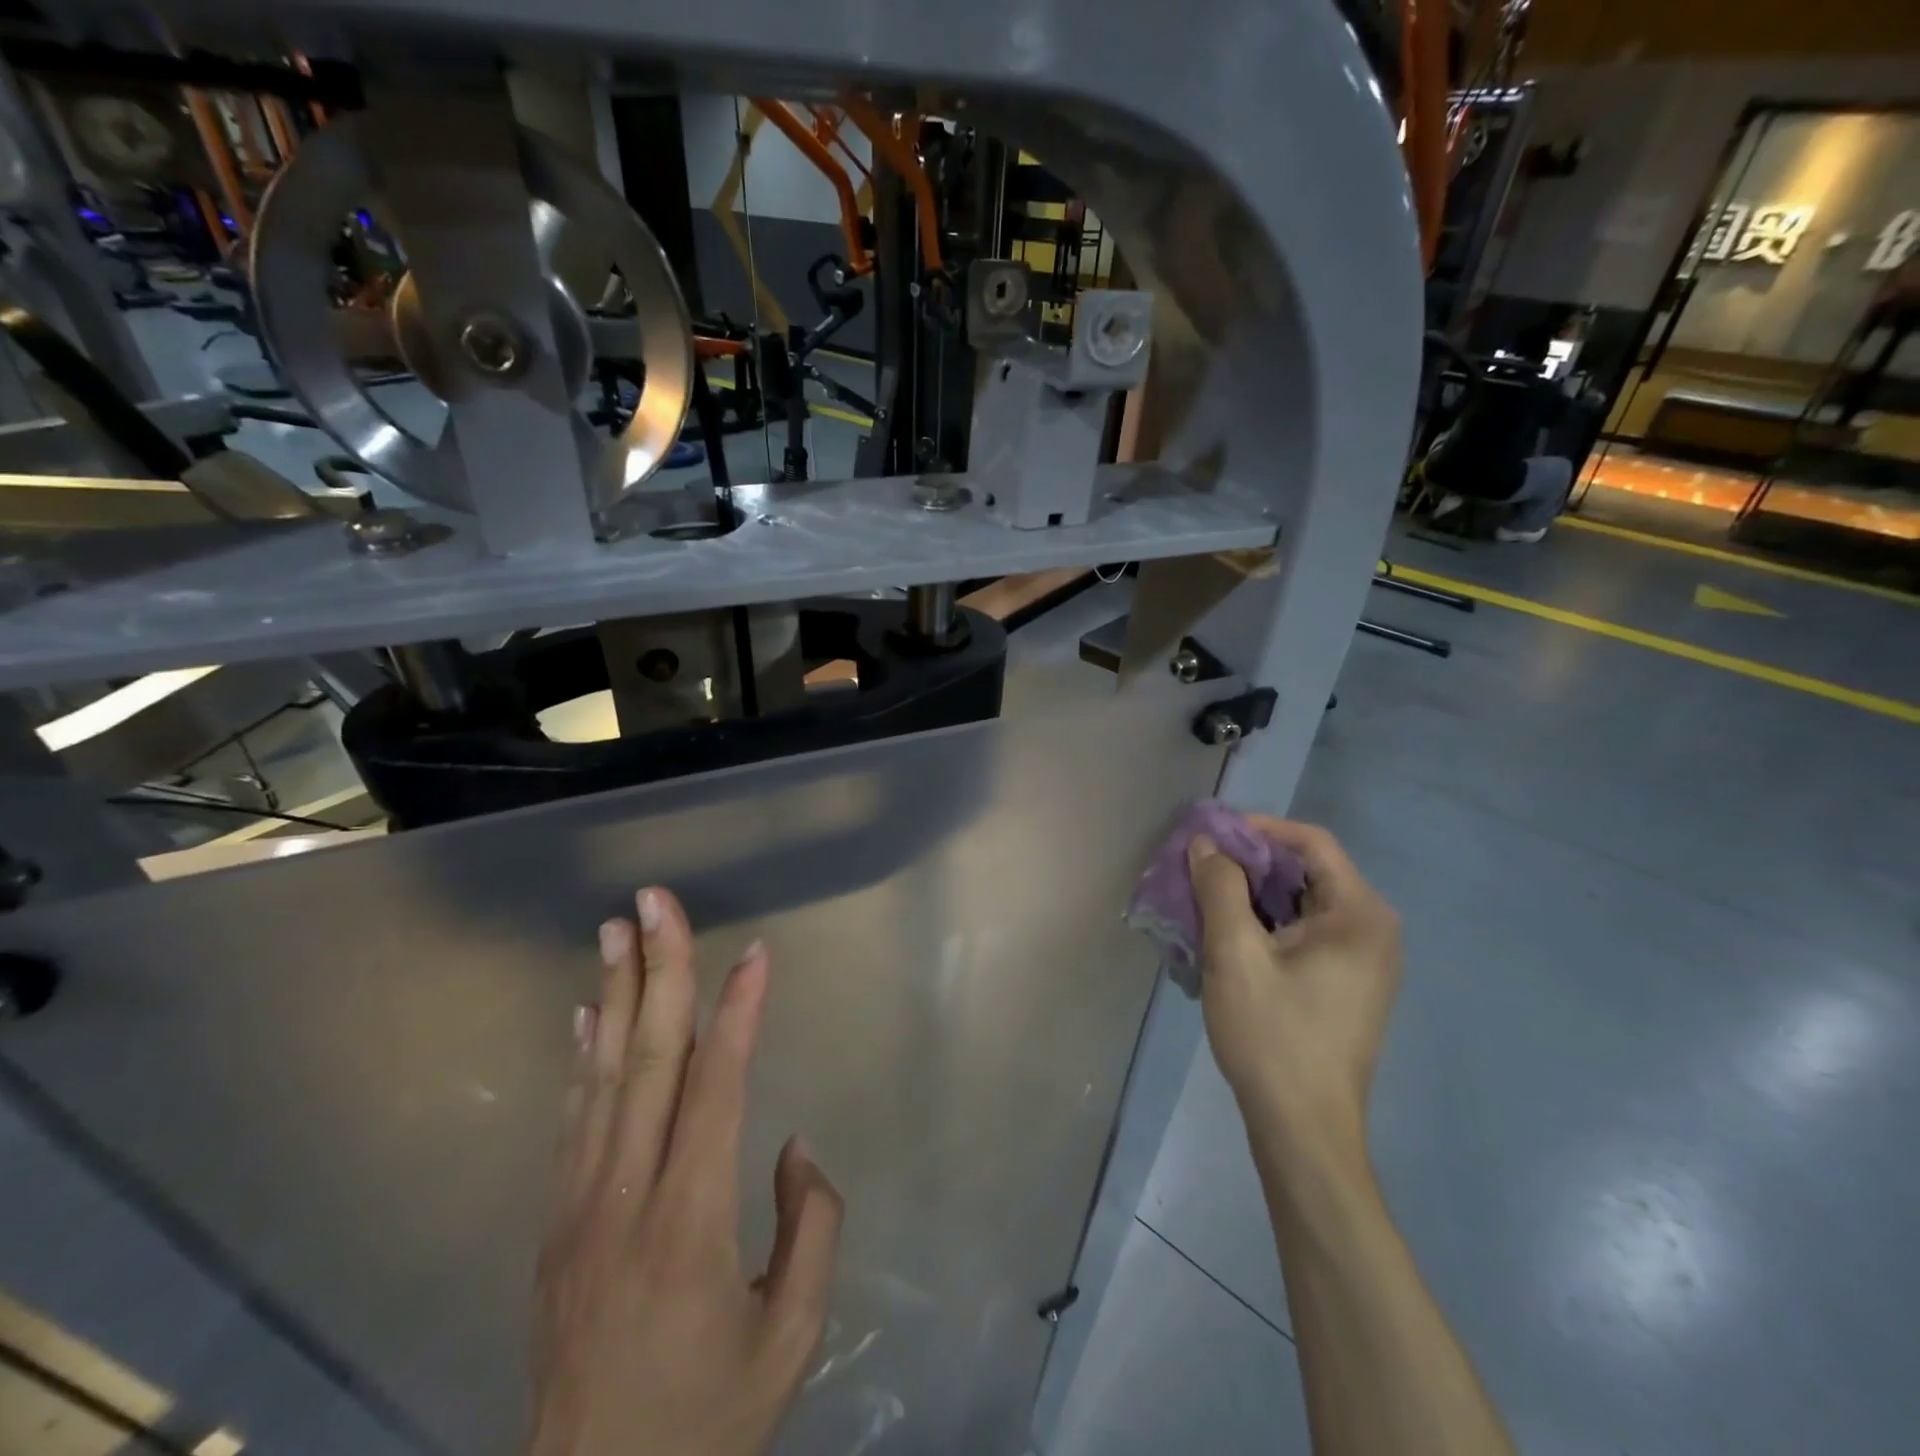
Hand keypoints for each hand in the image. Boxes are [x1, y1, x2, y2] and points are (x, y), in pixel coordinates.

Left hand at [529, 887, 843, 1455]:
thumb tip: (793, 1145)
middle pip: (647, 1061)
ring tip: (616, 930)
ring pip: (601, 1077)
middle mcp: (625, 1198)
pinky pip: (573, 1120)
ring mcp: (578, 1208)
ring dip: (613, 994)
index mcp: (690, 1224)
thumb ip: (812, 1227)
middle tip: (654, 902)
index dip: (738, 1015)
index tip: (755, 954)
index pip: (716, 1090)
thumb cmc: (708, 1422)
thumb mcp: (792, 1337)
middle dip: (657, 971)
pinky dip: (582, 1056)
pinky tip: (586, 1012)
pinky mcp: (556, 1225)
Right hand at [1188, 819, 1400, 1175]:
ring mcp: (1364, 961)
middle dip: (1249, 864)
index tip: (1210, 835)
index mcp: (1360, 914)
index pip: (1310, 843)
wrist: (1303, 1129)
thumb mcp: (1234, 954)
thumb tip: (1206, 844)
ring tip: (1204, 901)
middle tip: (1198, 869)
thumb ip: (1219, 888)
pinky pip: (1304, 934)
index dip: (1258, 829)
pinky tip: (1227, 939)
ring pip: (1301, 904)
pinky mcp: (1347, 985)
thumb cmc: (1272, 1035)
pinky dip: (1265, 925)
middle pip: (1306, 872)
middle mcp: (1373, 930)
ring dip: (1252, 896)